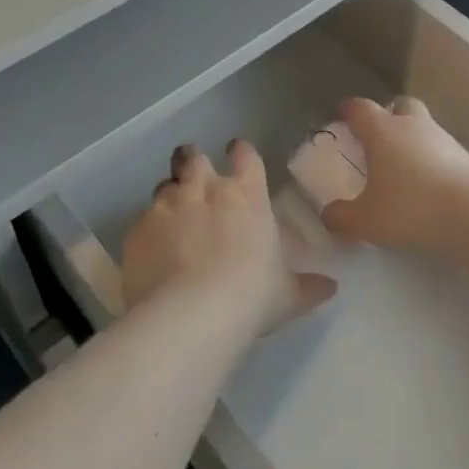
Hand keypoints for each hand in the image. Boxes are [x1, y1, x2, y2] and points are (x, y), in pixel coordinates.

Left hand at [122, 141, 336, 335]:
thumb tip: (331, 286)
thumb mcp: (288, 296)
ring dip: (170, 195)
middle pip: (193, 156)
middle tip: (196, 178)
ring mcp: (166, 206)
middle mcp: (203, 190)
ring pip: (164, 184)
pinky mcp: (137, 228)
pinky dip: (149, 230)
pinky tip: (153, 252)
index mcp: (245, 196)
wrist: (190, 315)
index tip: (238, 156)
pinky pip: (142, 220)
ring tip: (173, 217)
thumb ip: (309, 287)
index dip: (240, 153)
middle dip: (194, 161)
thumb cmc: (250, 298)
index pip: (244, 155)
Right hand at [318, 97, 468, 256]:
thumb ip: (342, 217)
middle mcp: (414, 126)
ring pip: (425, 128)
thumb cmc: (411, 208)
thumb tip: (328, 214)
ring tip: (405, 169)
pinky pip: (444, 152)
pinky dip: (435, 162)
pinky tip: (430, 188)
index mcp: (383, 131)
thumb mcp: (366, 221)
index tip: (342, 117)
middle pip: (400, 106)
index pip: (360, 108)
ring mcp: (446, 140)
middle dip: (389, 116)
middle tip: (379, 139)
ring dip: (414, 140)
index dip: (349, 111)